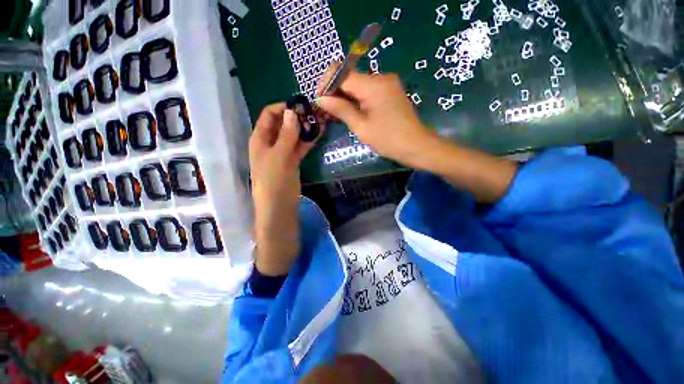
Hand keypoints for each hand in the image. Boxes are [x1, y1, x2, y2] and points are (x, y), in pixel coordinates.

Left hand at [249, 103, 317, 275]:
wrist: (279, 208)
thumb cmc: (274, 182)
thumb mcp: (279, 156)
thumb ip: (286, 134)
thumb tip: (292, 112)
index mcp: (260, 139)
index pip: (269, 114)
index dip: (284, 107)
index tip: (301, 105)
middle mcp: (270, 143)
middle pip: (283, 123)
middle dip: (297, 117)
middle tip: (316, 112)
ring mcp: (282, 153)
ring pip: (293, 135)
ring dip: (304, 128)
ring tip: (321, 120)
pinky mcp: (292, 162)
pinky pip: (299, 147)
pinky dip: (307, 140)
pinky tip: (318, 133)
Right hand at [316, 68, 437, 167]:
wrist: (416, 145)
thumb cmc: (388, 140)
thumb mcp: (361, 127)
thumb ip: (341, 109)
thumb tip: (321, 98)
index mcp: (373, 85)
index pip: (341, 73)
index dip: (326, 84)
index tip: (319, 101)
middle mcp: (380, 77)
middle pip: (349, 77)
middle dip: (335, 92)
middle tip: (327, 111)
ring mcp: (387, 83)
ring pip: (357, 84)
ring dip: (345, 96)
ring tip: (337, 114)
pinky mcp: (390, 91)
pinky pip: (367, 90)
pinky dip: (357, 99)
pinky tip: (352, 112)